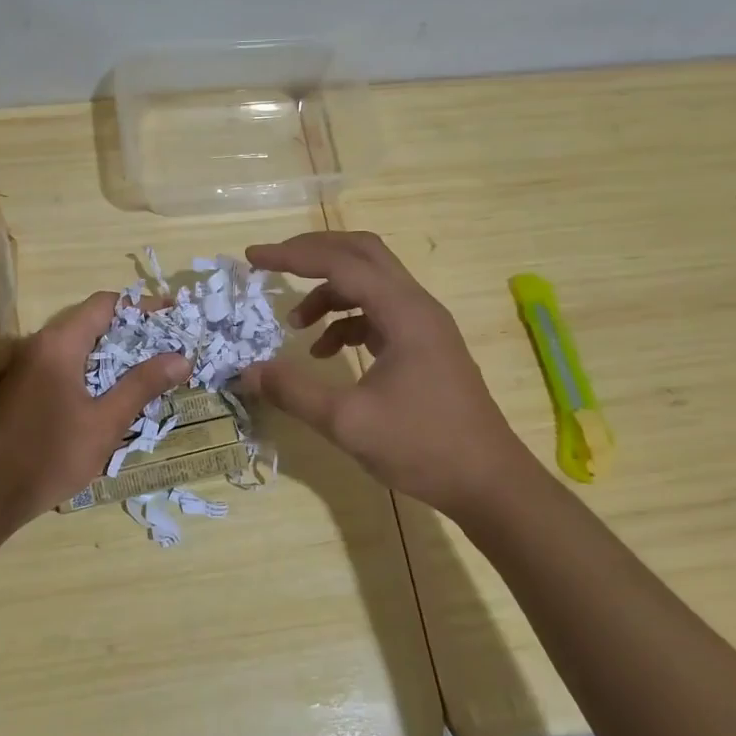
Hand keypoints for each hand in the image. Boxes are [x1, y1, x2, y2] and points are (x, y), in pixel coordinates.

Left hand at [0, 292, 190, 523]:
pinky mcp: (24, 388)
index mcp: (60, 343)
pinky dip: (94, 369)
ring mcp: (28, 366)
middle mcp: (41, 344)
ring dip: (114, 352)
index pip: (106, 304)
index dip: (142, 306)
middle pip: (93, 322)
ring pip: (79, 345)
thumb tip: (181, 357)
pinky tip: (115, 393)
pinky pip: (66, 364)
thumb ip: (142, 385)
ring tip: (151, 368)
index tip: (174, 315)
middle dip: (133, 331)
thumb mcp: (105, 422)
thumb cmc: (50, 454)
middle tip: (169, 346)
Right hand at [241, 232, 528, 515]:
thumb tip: (247, 372)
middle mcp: (417, 306)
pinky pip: (379, 312)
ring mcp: (424, 325)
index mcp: (403, 312)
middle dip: (312, 254)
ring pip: (371, 282)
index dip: (292, 256)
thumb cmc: (422, 446)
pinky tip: (326, 352)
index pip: (340, 262)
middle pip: (361, 253)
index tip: (252, 257)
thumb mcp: (348, 422)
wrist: (488, 482)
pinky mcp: (424, 346)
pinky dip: (347, 320)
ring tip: (295, 324)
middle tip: (272, 264)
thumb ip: (294, 391)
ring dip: (328, 292)